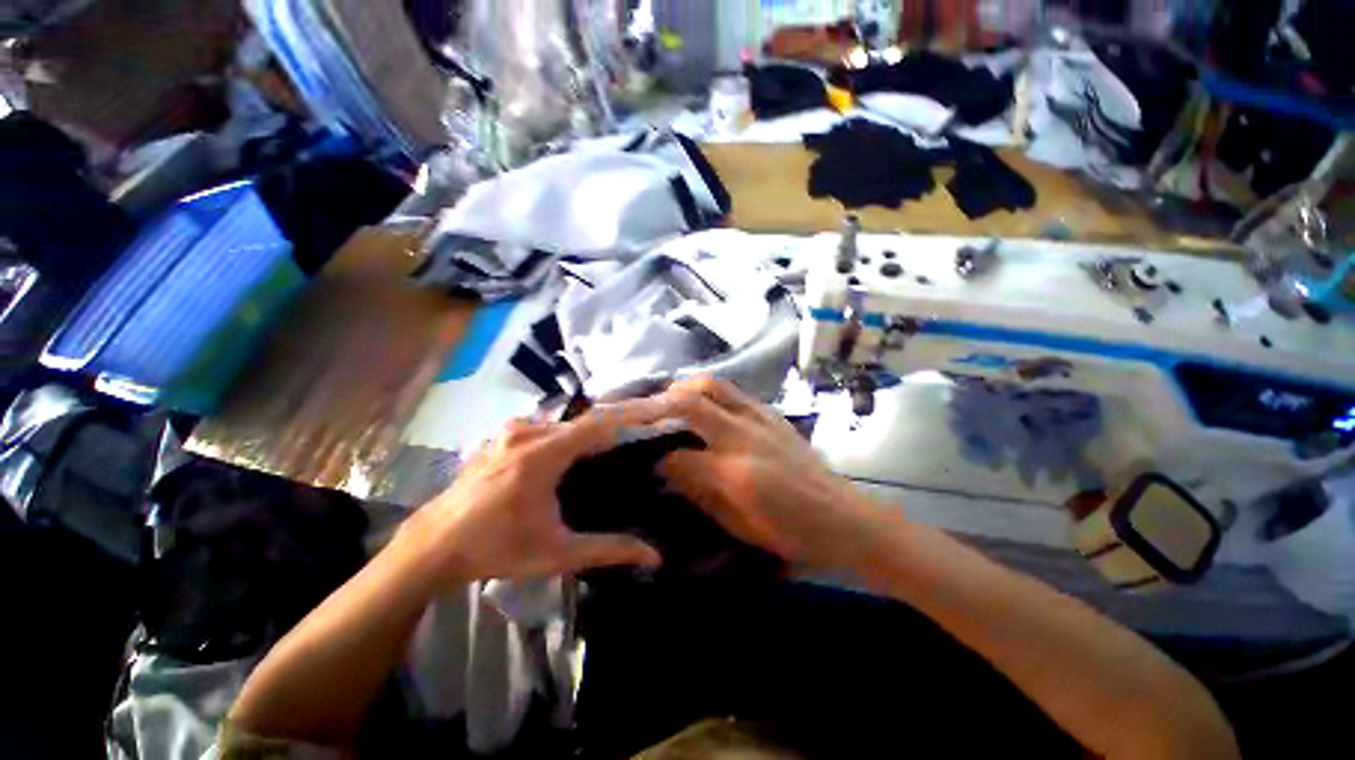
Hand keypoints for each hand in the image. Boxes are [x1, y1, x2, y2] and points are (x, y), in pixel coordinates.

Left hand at [392, 402, 670, 586]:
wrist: (433, 545)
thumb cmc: (496, 548)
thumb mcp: (556, 553)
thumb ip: (607, 550)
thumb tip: (654, 556)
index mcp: (542, 454)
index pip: (597, 426)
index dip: (628, 420)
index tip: (654, 419)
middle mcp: (527, 431)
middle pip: (582, 422)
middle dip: (610, 429)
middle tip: (634, 441)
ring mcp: (511, 430)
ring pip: (563, 423)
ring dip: (586, 433)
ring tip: (607, 449)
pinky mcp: (502, 435)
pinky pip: (545, 426)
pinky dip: (565, 434)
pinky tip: (570, 454)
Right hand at [659, 378, 880, 568]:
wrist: (844, 519)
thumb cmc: (791, 533)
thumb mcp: (738, 525)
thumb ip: (701, 494)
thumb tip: (670, 472)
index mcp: (735, 471)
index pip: (679, 456)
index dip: (658, 458)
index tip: (647, 462)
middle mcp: (745, 435)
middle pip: (692, 401)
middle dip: (663, 403)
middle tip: (649, 413)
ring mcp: (762, 418)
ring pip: (715, 385)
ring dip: (687, 388)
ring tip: (673, 400)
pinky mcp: (773, 414)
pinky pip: (736, 393)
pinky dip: (713, 394)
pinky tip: (709, 407)